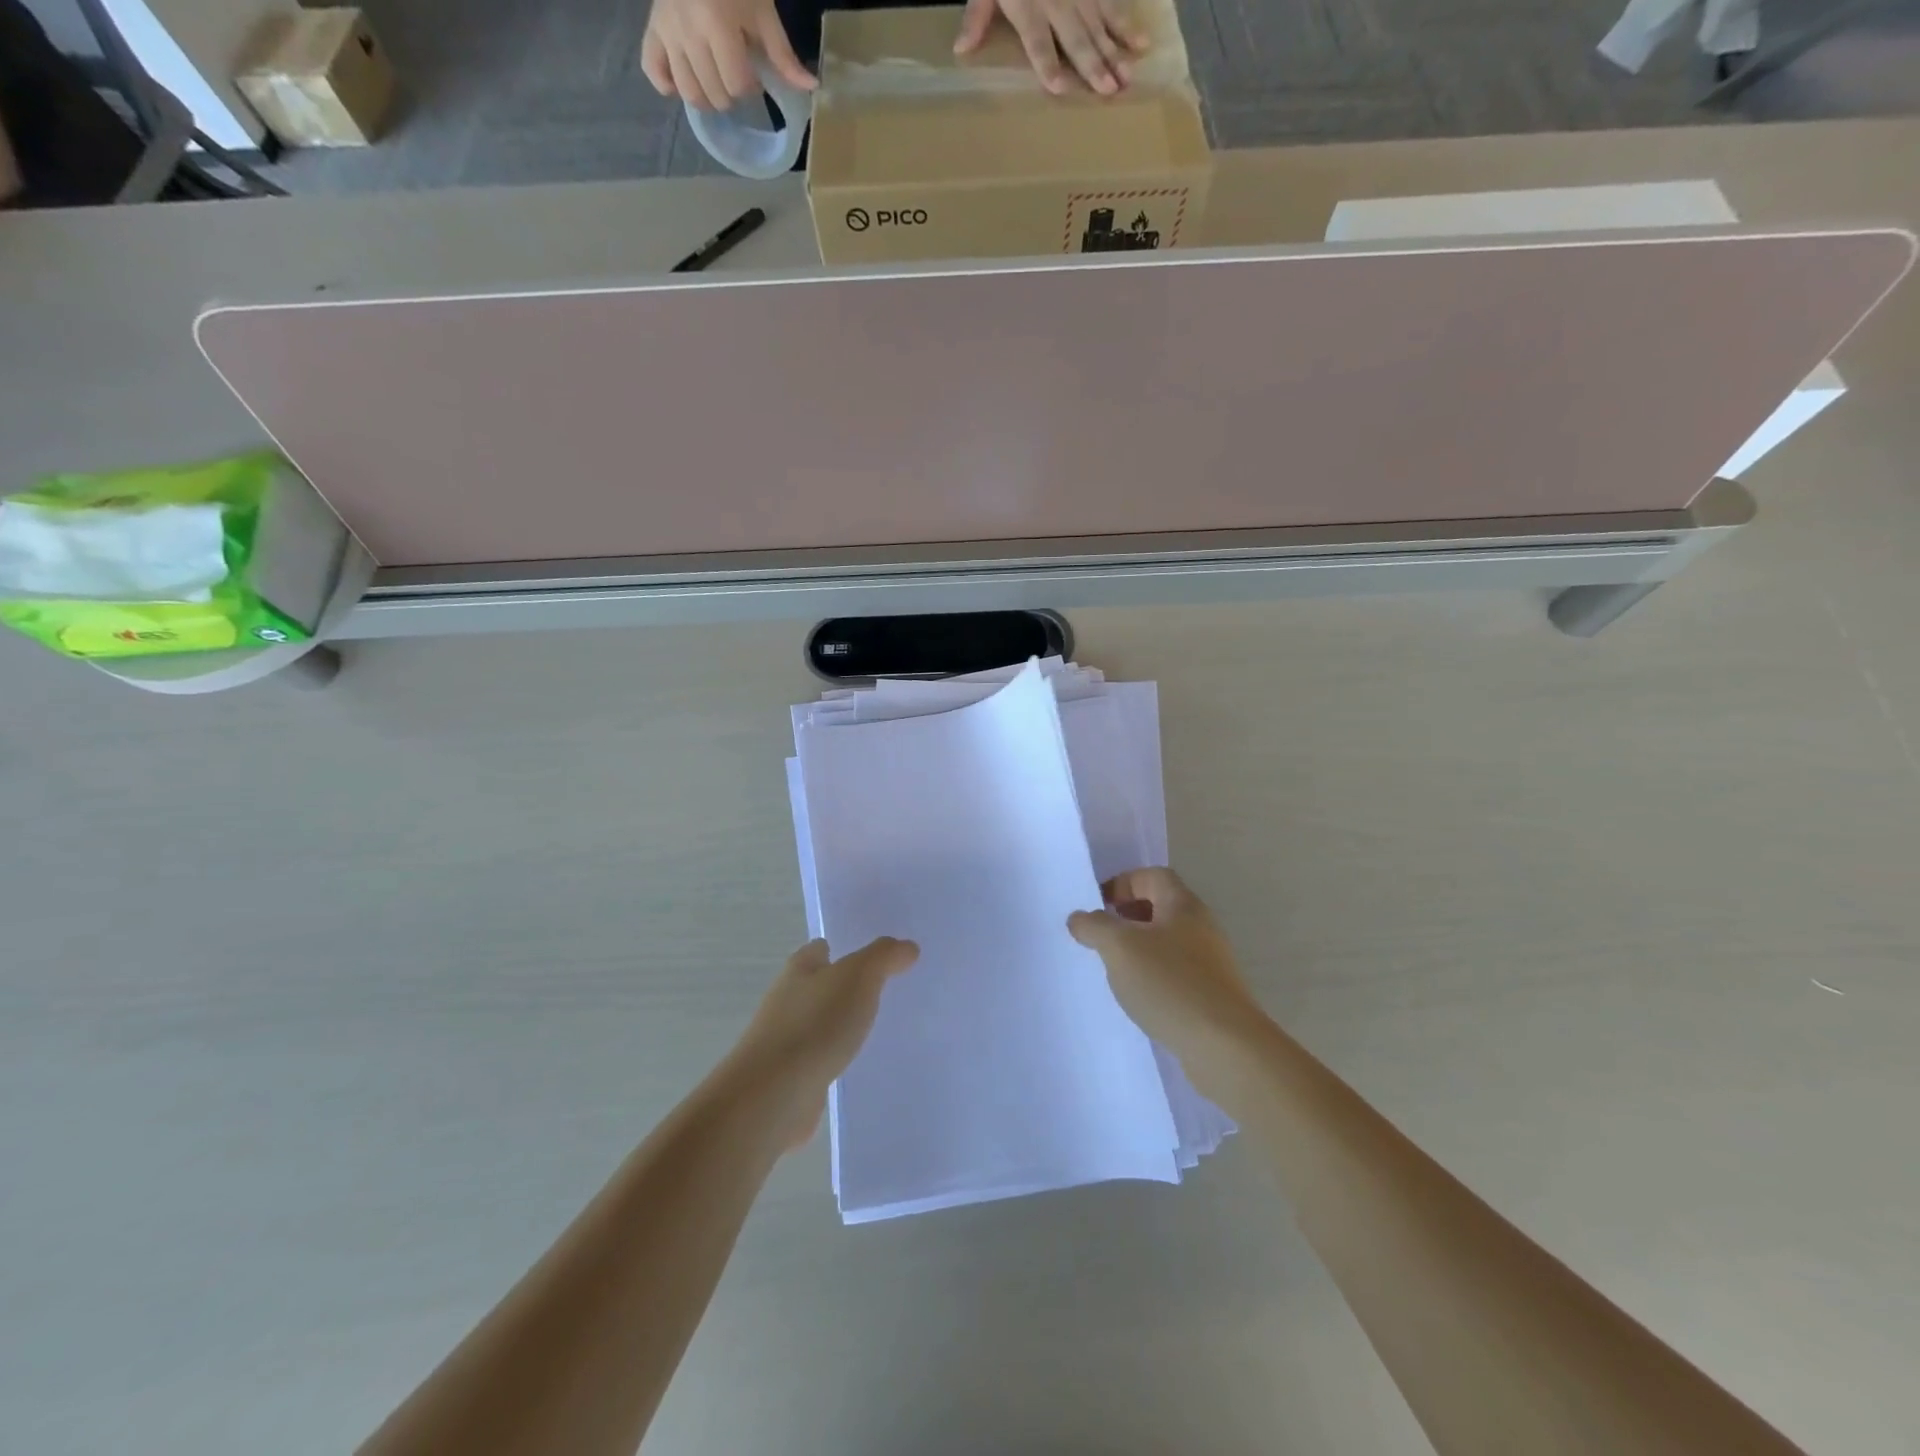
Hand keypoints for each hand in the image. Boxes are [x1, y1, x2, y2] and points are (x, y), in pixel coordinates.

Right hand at [640, 0, 815, 110]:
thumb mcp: (762, 10)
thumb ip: (782, 53)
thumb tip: (811, 87)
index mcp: (716, 23)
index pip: (738, 84)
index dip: (750, 85)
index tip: (753, 72)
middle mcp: (687, 30)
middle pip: (715, 93)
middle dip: (730, 92)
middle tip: (734, 72)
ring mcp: (667, 30)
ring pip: (688, 91)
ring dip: (706, 97)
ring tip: (715, 81)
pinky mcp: (652, 27)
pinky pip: (653, 71)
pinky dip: (667, 83)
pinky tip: (682, 79)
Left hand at [728, 937, 918, 1144]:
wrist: (773, 1095)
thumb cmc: (814, 1024)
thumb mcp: (858, 977)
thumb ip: (883, 957)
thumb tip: (907, 947)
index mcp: (799, 969)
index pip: (821, 949)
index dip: (844, 947)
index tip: (874, 956)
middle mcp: (787, 1000)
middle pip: (820, 985)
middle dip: (846, 987)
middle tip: (886, 990)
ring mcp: (785, 1040)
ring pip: (820, 1023)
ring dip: (842, 1024)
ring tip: (879, 1028)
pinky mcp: (790, 1077)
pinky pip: (820, 1058)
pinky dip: (836, 1058)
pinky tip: (859, 1064)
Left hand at [954, 0, 1149, 96]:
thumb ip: (977, 16)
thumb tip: (961, 50)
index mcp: (1027, 4)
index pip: (1038, 40)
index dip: (1046, 62)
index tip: (1059, 85)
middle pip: (1076, 36)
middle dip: (1093, 63)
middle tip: (1109, 90)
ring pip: (1100, 23)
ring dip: (1115, 51)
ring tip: (1128, 76)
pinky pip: (1113, 2)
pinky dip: (1127, 22)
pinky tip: (1142, 42)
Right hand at [1067, 868, 1266, 1065]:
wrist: (1225, 1046)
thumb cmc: (1170, 983)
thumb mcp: (1120, 947)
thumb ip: (1094, 926)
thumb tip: (1079, 918)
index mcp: (1183, 905)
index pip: (1152, 876)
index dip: (1121, 883)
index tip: (1097, 906)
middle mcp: (1201, 926)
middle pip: (1160, 907)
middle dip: (1126, 917)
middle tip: (1101, 936)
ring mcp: (1211, 962)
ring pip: (1166, 941)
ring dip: (1138, 949)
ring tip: (1114, 969)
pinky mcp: (1212, 993)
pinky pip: (1175, 972)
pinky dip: (1153, 976)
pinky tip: (1139, 997)